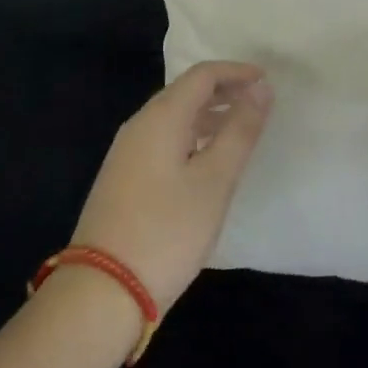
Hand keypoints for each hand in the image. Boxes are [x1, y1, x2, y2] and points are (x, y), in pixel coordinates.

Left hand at [71, 61, 273, 313]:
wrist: (101, 294)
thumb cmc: (167, 232)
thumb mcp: (215, 181)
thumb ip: (240, 130)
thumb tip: (261, 88)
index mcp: (161, 117)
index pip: (203, 75)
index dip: (236, 72)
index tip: (266, 81)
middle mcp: (140, 125)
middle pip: (186, 92)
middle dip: (223, 91)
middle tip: (257, 102)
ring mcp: (126, 153)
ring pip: (174, 117)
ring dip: (208, 115)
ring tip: (239, 130)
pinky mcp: (122, 178)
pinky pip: (163, 139)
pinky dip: (191, 136)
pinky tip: (205, 162)